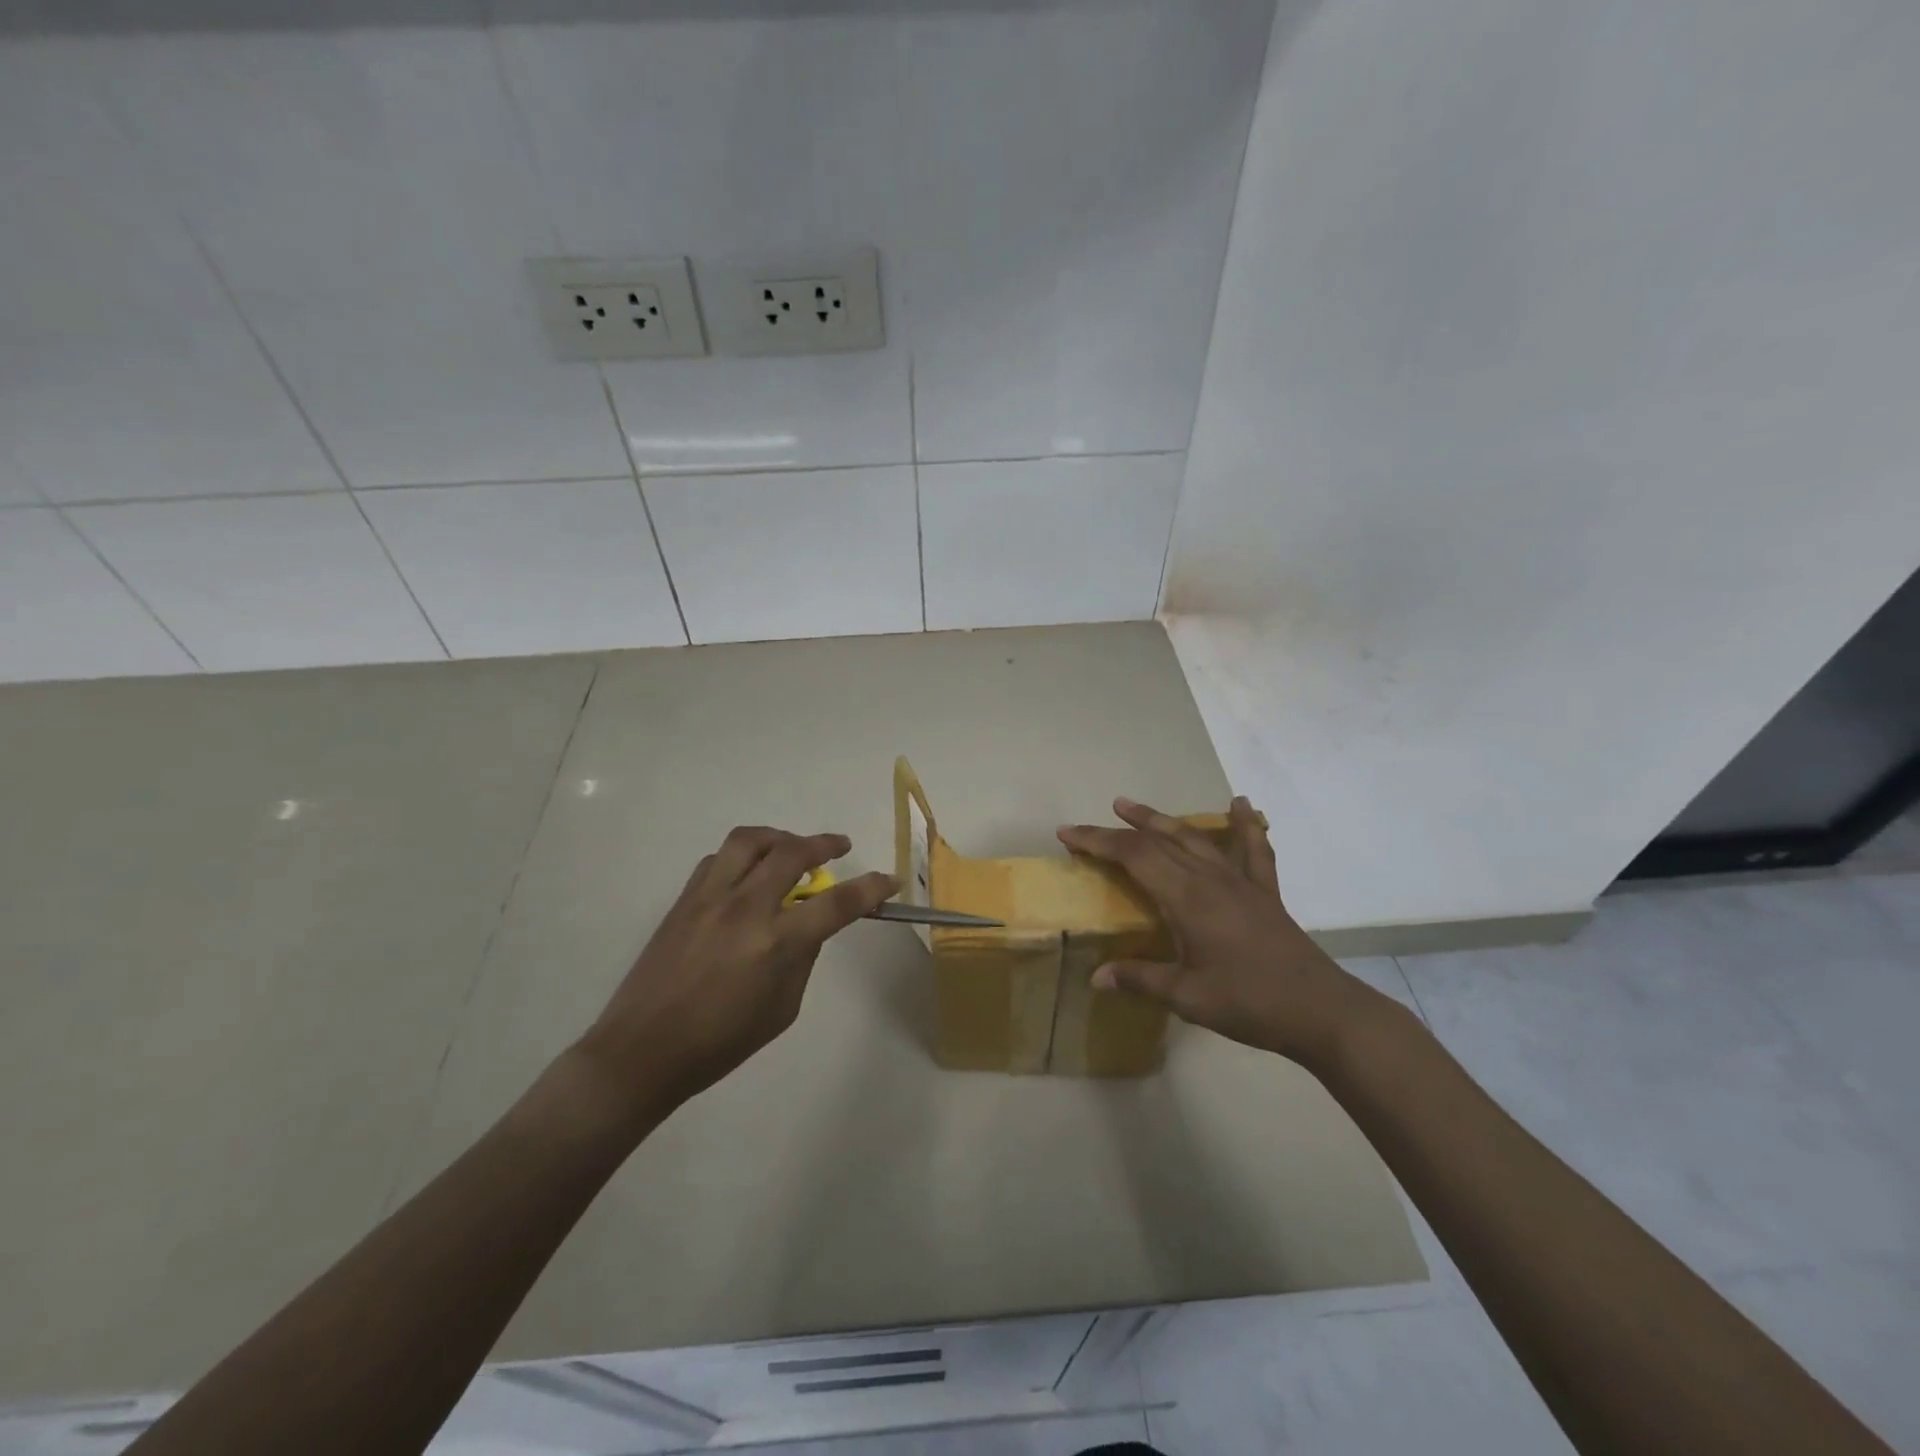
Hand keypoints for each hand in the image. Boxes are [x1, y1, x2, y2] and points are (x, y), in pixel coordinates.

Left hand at [576, 826, 896, 1115]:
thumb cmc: (720, 1042)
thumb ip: (803, 957)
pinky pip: (719, 858)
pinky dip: (743, 856)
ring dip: (780, 838)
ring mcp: (710, 898)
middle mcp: (745, 908)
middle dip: (824, 843)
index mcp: (776, 943)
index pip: (837, 903)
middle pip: (792, 852)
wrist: (643, 1050)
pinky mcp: (685, 899)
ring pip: (750, 840)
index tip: (889, 879)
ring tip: (791, 849)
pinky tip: (748, 875)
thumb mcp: (782, 1008)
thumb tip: (810, 924)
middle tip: (838, 847)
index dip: (870, 887)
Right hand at [1057, 797, 1386, 1070]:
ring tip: (1133, 805)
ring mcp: (1240, 881)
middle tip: (1092, 820)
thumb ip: (1140, 979)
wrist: (1320, 1010)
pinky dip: (1246, 825)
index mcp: (1186, 899)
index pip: (1133, 857)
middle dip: (1120, 829)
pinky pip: (1253, 849)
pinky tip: (1242, 805)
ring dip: (1162, 819)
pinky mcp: (1263, 892)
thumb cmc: (1249, 1002)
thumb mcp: (1187, 996)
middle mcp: (1210, 879)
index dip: (1098, 842)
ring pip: (1194, 838)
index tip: (1067, 834)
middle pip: (1158, 842)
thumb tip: (1095, 977)